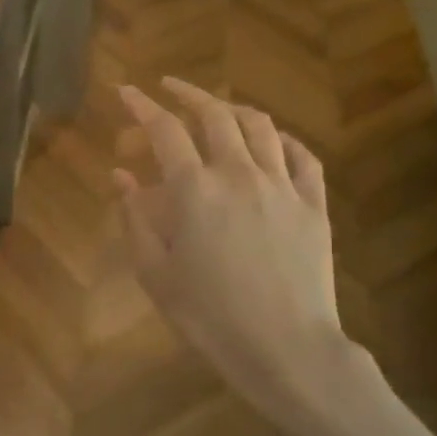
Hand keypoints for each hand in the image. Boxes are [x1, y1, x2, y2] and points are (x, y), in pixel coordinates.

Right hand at [115, 78, 363, 425]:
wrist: (283, 347)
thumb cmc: (208, 315)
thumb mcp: (155, 272)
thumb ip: (135, 218)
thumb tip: (121, 175)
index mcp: (194, 191)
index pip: (165, 130)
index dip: (142, 106)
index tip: (125, 91)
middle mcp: (239, 174)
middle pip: (215, 115)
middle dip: (188, 93)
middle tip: (170, 88)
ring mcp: (283, 186)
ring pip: (261, 127)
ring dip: (234, 108)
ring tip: (218, 108)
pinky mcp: (314, 205)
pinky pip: (303, 156)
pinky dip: (283, 139)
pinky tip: (273, 141)